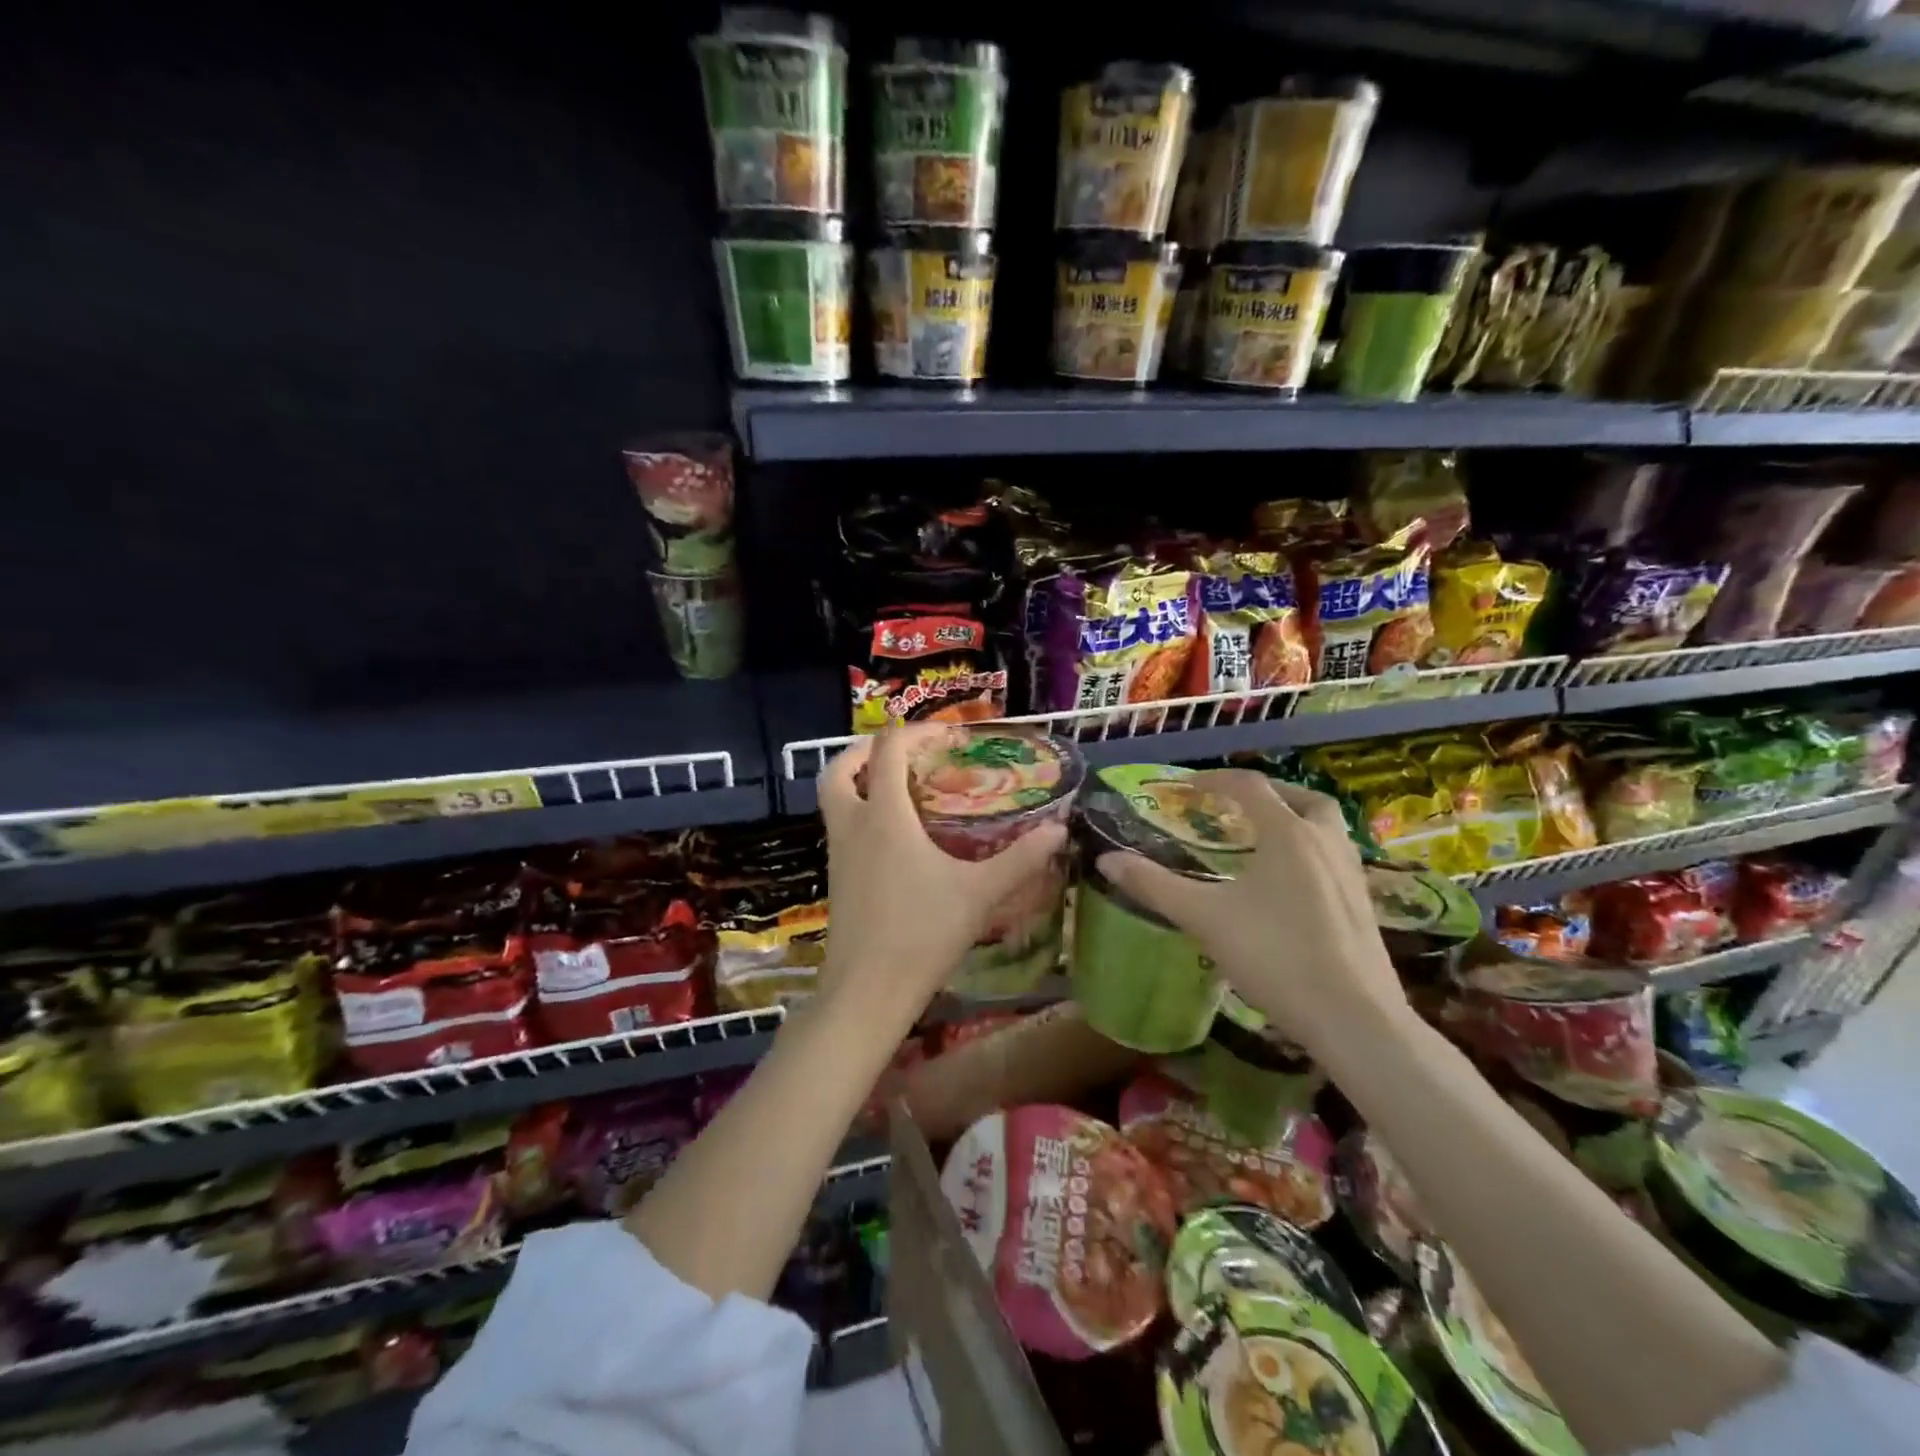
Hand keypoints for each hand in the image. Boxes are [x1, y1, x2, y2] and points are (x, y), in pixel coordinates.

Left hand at [818, 725, 1068, 1021]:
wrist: (868, 991)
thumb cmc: (922, 934)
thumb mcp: (979, 893)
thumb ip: (1021, 859)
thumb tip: (1059, 829)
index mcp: (884, 816)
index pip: (888, 750)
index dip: (916, 732)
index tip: (948, 736)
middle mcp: (853, 825)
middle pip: (840, 768)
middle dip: (866, 750)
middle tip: (904, 752)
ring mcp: (838, 853)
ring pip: (833, 798)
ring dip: (858, 780)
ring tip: (900, 787)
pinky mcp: (836, 877)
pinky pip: (840, 826)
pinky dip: (859, 811)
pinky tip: (895, 836)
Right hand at [1094, 770, 1406, 1057]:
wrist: (1353, 1017)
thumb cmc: (1275, 955)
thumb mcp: (1204, 918)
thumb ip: (1154, 886)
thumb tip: (1107, 860)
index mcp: (1288, 834)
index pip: (1250, 787)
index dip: (1215, 780)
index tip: (1187, 787)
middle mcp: (1326, 843)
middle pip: (1304, 798)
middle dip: (1269, 794)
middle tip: (1237, 806)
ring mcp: (1352, 875)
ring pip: (1327, 828)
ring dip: (1296, 821)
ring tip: (1263, 841)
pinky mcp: (1364, 905)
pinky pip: (1335, 858)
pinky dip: (1310, 853)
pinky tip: (1289, 886)